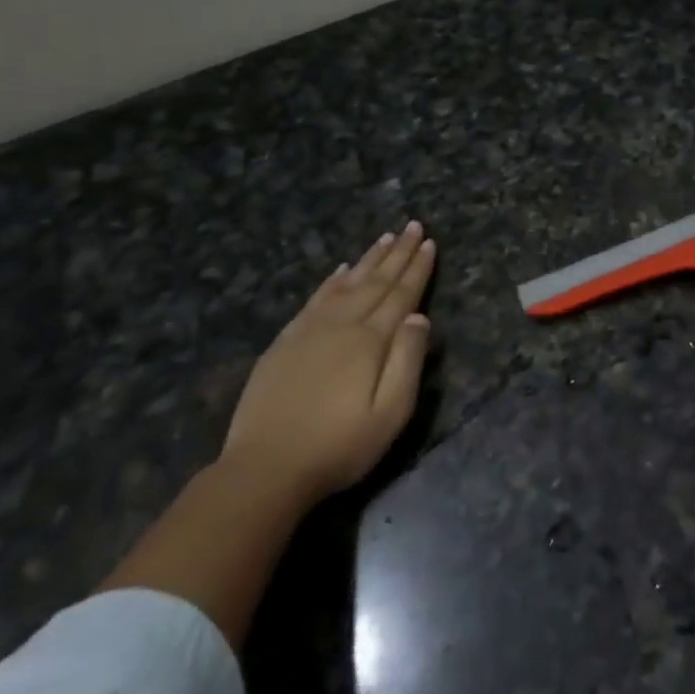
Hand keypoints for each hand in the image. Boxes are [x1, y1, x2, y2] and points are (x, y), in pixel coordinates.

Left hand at [222, 222, 436, 501]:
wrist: (265, 468)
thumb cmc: (339, 446)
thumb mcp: (390, 413)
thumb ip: (407, 360)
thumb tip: (420, 316)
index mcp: (370, 340)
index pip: (401, 295)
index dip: (417, 268)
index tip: (429, 242)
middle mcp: (341, 325)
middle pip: (376, 281)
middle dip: (397, 253)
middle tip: (413, 225)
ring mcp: (309, 331)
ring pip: (346, 284)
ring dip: (368, 260)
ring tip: (384, 237)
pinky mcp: (285, 343)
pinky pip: (314, 299)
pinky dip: (331, 281)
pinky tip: (340, 270)